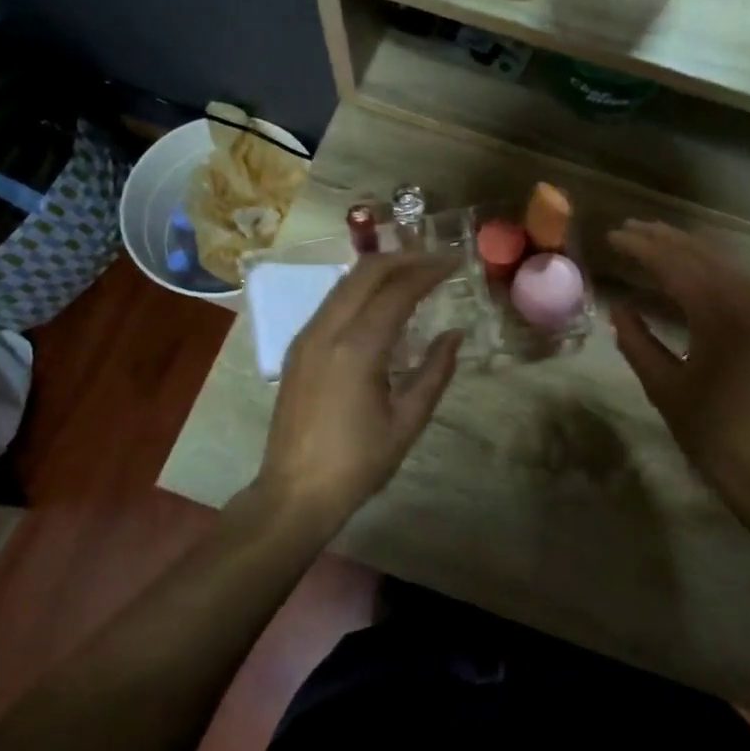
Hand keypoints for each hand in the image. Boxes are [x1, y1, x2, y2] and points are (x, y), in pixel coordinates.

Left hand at [254, 253, 463, 534]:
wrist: (295, 491)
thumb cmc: (358, 462)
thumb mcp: (407, 422)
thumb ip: (434, 372)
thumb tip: (454, 335)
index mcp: (357, 348)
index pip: (397, 291)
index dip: (428, 271)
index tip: (454, 262)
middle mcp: (327, 330)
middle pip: (365, 273)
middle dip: (403, 259)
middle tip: (434, 262)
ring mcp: (307, 337)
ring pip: (344, 283)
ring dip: (379, 272)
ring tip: (412, 275)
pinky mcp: (297, 349)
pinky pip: (331, 303)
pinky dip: (359, 291)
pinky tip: (379, 305)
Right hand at [608, 221, 749, 509]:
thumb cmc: (713, 434)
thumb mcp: (664, 389)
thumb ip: (637, 342)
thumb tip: (619, 307)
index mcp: (721, 316)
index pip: (676, 266)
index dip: (642, 248)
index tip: (613, 237)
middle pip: (703, 255)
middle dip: (664, 239)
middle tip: (629, 228)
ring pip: (725, 264)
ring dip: (689, 249)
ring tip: (656, 240)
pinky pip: (740, 281)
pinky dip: (711, 268)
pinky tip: (693, 270)